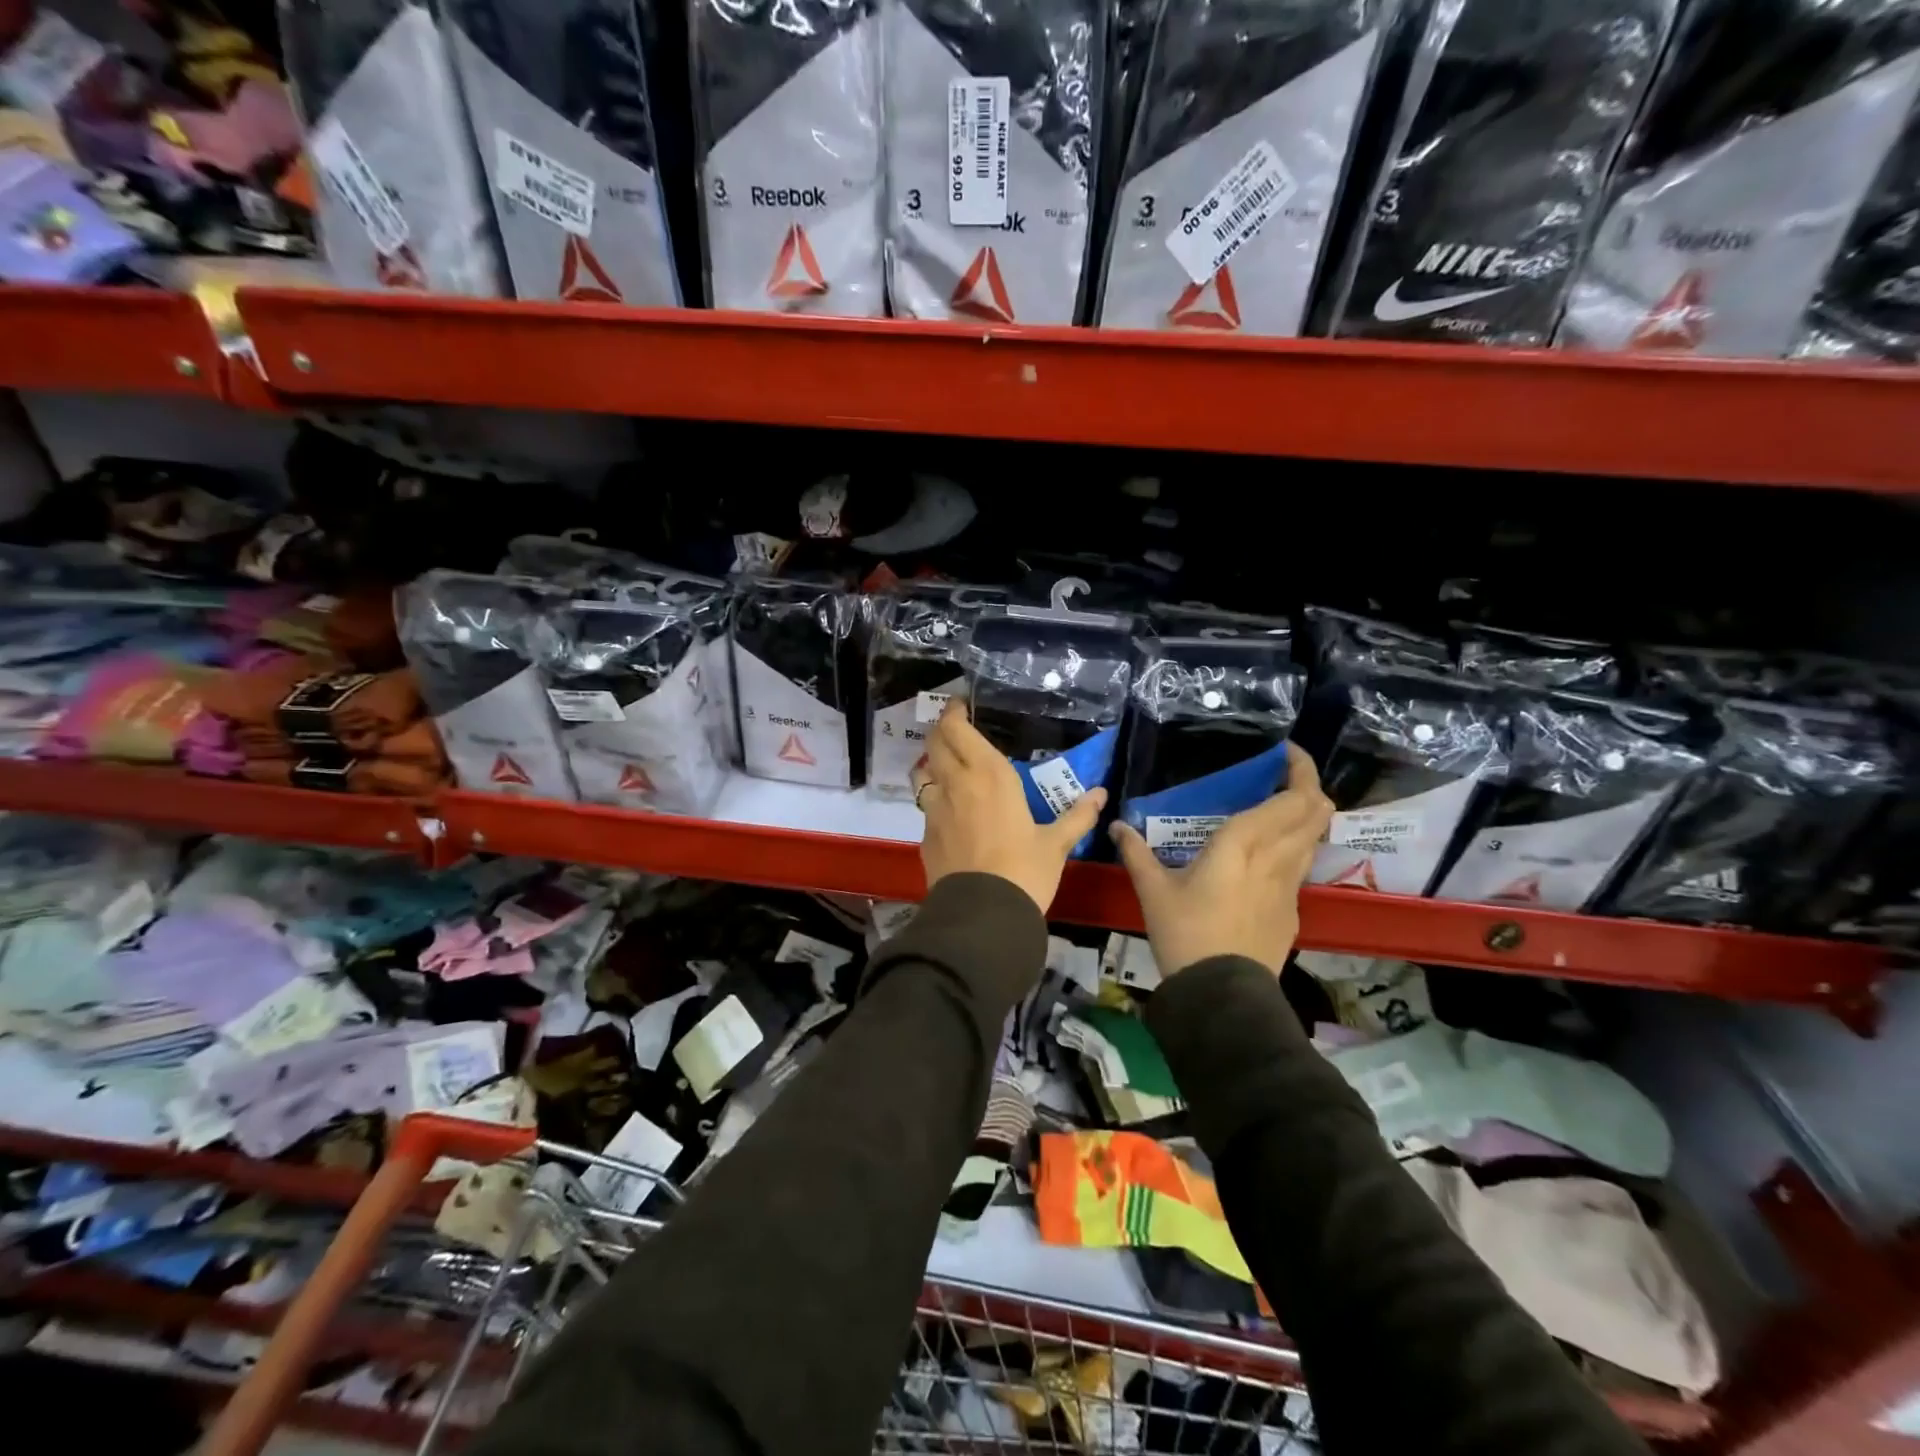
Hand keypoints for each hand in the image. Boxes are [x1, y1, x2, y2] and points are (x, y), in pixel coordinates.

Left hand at [914, 701, 1107, 913]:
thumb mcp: (1056, 844)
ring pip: (922, 773)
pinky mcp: (925, 836)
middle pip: (935, 743)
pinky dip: (934, 798)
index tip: (959, 706)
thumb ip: (1077, 816)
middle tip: (955, 729)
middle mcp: (956, 784)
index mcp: (989, 775)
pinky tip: (950, 810)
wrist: (983, 915)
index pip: (958, 729)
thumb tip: (1101, 794)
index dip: (954, 713)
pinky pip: (926, 806)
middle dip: (941, 731)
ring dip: (931, 762)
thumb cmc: (1025, 871)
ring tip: (947, 765)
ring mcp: (935, 810)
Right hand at [1110, 742, 1332, 975]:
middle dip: (1310, 787)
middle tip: (1285, 777)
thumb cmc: (1185, 933)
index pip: (1292, 798)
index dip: (1299, 769)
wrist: (1221, 992)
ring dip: (1307, 817)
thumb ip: (1136, 853)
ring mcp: (1290, 886)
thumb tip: (1117, 825)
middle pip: (1317, 812)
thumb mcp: (1153, 891)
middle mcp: (1276, 858)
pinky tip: (1268, 859)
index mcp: (1243, 844)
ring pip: (1315, 839)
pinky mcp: (1291, 910)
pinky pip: (1302, 866)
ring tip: (1279, 811)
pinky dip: (1296, 849)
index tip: (1286, 753)